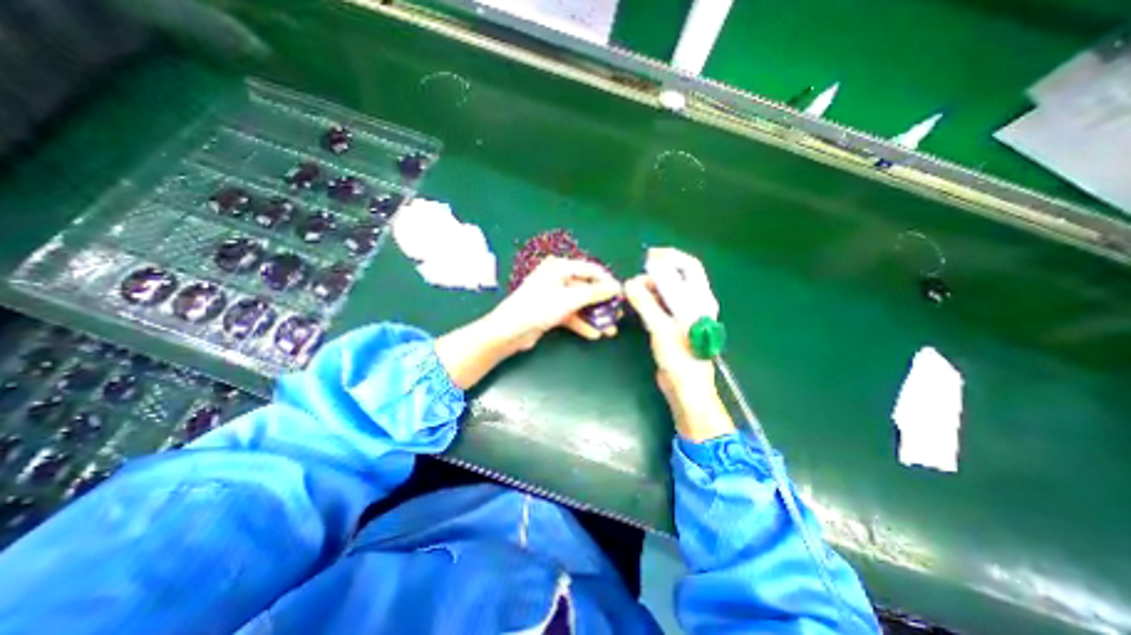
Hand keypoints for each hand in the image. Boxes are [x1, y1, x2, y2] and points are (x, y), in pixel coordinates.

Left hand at [490, 259, 621, 352]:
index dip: (607, 281)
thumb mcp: (570, 299)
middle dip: (602, 303)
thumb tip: (616, 287)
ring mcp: (554, 295)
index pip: (590, 269)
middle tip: (617, 314)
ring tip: (610, 329)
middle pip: (586, 288)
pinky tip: (594, 334)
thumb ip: (594, 293)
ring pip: (580, 303)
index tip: (621, 294)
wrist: (511, 331)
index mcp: (560, 268)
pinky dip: (582, 323)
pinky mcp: (551, 310)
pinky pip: (571, 314)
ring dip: (594, 316)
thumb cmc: (539, 307)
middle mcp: (557, 278)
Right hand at [617, 247, 732, 441]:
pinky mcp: (674, 324)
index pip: (689, 267)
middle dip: (657, 271)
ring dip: (651, 286)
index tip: (648, 256)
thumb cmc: (679, 357)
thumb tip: (630, 283)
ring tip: (633, 292)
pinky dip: (650, 299)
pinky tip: (638, 303)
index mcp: (700, 300)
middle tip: (638, 276)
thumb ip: (646, 303)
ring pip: (668, 290)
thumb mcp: (660, 328)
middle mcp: (695, 303)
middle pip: (678, 276)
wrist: (685, 386)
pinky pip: (662, 303)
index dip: (670, 257)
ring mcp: (684, 314)